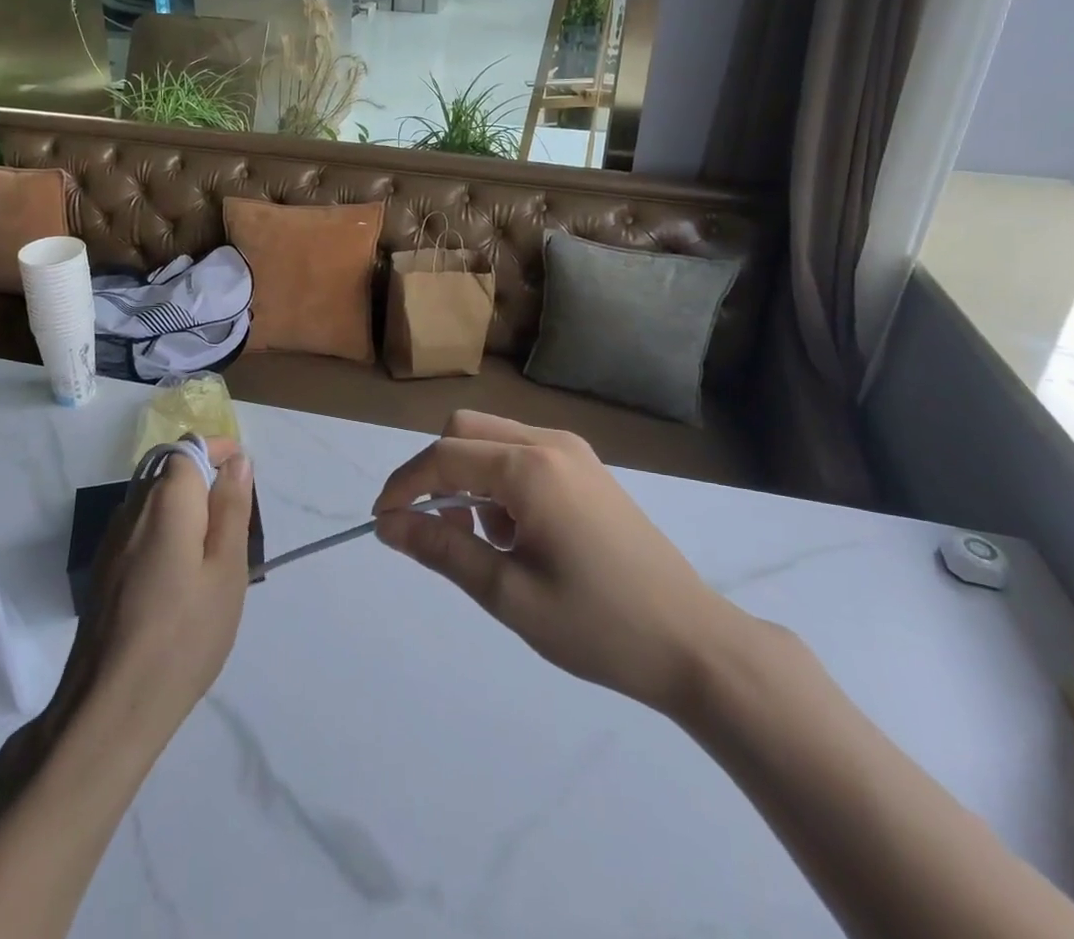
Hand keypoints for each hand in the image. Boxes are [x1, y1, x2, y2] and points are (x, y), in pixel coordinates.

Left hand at [77, 439, 253, 740]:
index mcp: (166, 501)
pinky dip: (163, 532)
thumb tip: (237, 460)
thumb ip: (231, 508)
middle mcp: (132, 509)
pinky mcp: (103, 572)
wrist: (110, 707)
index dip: (217, 450)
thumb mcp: (226, 569)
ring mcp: (112, 542)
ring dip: (183, 507)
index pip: (188, 448)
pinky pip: (138, 529)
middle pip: (167, 471)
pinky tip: (179, 576)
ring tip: (211, 551)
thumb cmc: (185, 634)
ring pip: (151, 501)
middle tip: (234, 520)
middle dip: (202, 479)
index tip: (242, 474)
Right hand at [373, 411, 748, 713]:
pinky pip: (522, 454)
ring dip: (469, 477)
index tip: (380, 522)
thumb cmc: (598, 625)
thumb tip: (388, 525)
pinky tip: (518, 534)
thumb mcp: (509, 594)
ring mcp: (573, 451)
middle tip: (433, 531)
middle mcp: (549, 442)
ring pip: (493, 439)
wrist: (693, 642)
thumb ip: (443, 550)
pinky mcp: (587, 468)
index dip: (404, 485)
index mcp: (530, 467)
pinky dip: (500, 481)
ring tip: (484, 542)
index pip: (444, 457)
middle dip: (435, 473)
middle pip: (465, 431)